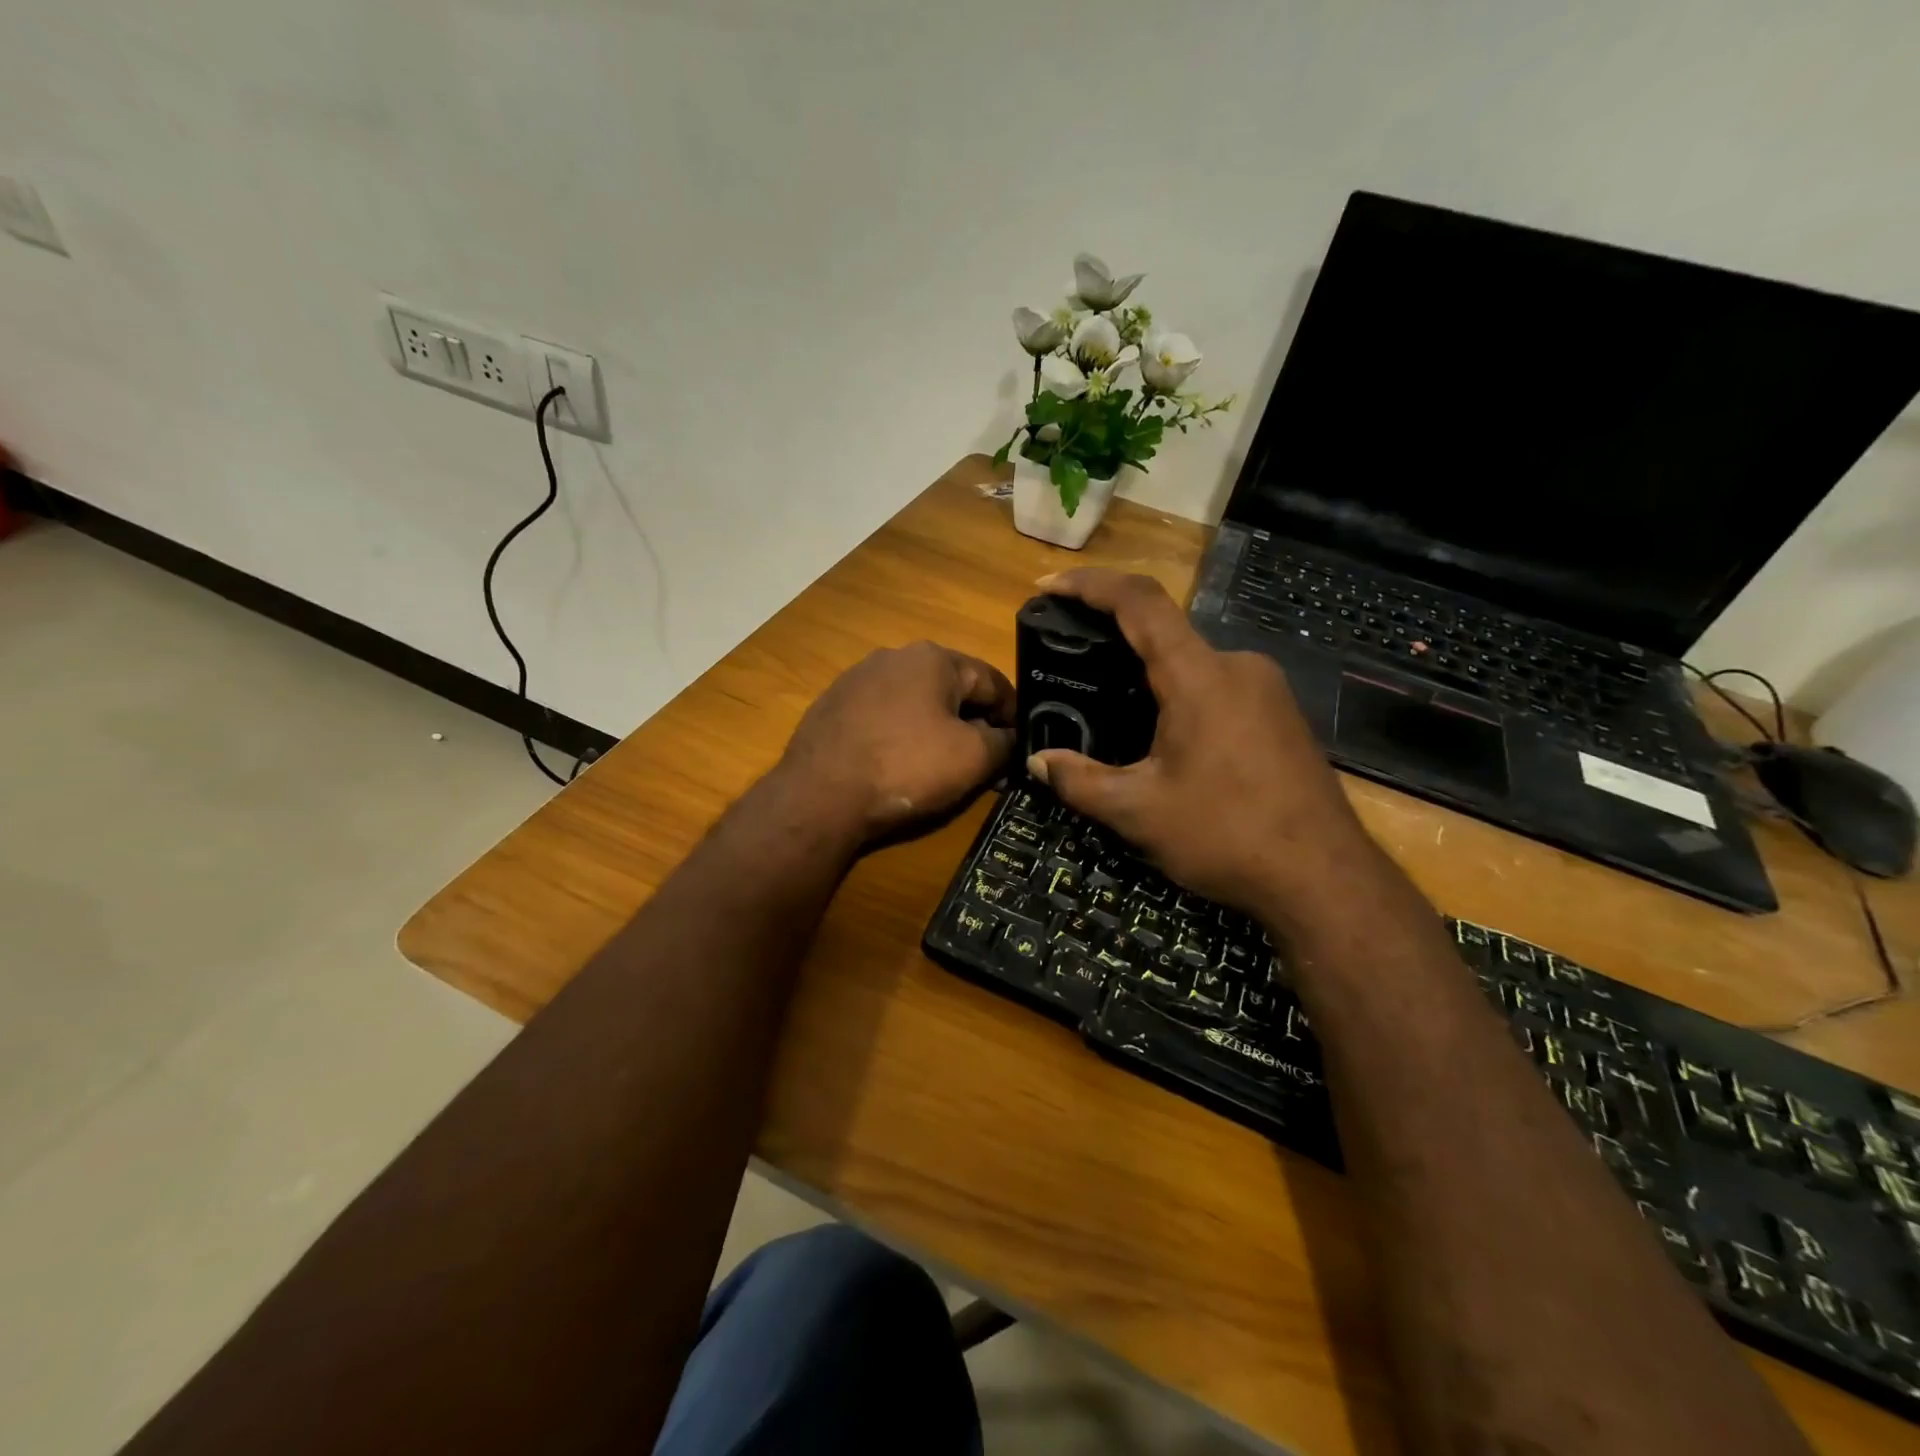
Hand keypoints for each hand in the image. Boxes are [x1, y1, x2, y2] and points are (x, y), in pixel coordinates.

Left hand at [776, 641, 1016, 843]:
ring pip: (914, 703)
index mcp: (933, 657)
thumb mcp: (973, 757)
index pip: (991, 681)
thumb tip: (1011, 738)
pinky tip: (897, 766)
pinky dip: (899, 737)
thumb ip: (1004, 742)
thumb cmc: (906, 767)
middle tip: (983, 763)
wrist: (820, 795)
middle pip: (951, 690)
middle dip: (972, 723)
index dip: (1013, 715)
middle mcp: (893, 656)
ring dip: (935, 730)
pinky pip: (882, 718)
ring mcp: (856, 679)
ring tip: (940, 768)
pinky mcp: (832, 706)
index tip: (1018, 746)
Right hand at [1027, 570, 1381, 925]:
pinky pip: (1218, 686)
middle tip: (1073, 665)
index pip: (1139, 603)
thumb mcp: (1138, 812)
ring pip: (1192, 663)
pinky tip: (1163, 737)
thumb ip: (1080, 781)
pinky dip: (1180, 695)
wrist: (1324, 879)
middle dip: (1114, 641)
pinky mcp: (1282, 715)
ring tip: (1110, 709)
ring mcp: (1267, 689)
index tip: (1049, 587)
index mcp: (1199, 676)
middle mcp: (1237, 666)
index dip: (1090, 585)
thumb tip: (1038, 763)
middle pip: (1166, 633)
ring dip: (1148, 675)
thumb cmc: (1226, 835)